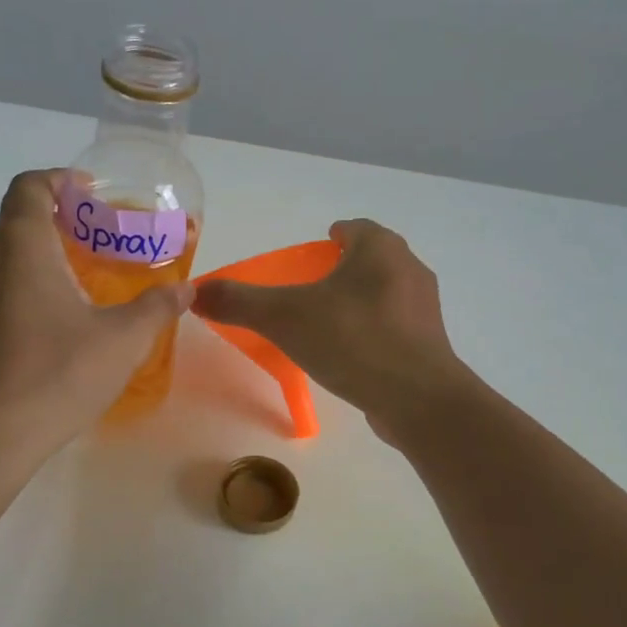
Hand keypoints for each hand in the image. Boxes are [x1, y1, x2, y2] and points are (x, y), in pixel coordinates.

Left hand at [0, 170, 192, 459]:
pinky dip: (16, 290)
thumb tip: (185, 291)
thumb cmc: (53, 376)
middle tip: (94, 245)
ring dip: (35, 260)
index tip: (88, 193)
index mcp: (17, 244)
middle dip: (56, 225)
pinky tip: (46, 327)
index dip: (59, 180)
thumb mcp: (121, 341)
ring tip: (75, 286)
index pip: (30, 185)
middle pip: (15, 221)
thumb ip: (155, 308)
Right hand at [192, 219, 472, 440]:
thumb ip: (240, 301)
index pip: (354, 228)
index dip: (331, 237)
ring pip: (384, 293)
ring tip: (326, 324)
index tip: (310, 255)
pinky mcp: (430, 343)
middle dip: (342, 270)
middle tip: (310, 290)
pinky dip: (372, 331)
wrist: (417, 399)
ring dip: (359, 301)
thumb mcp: (284, 317)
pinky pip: (395, 326)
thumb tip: (197, 292)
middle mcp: (408, 268)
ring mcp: (424, 308)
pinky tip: (351, 355)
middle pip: (370, 259)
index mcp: (380, 249)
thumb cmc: (352, 339)